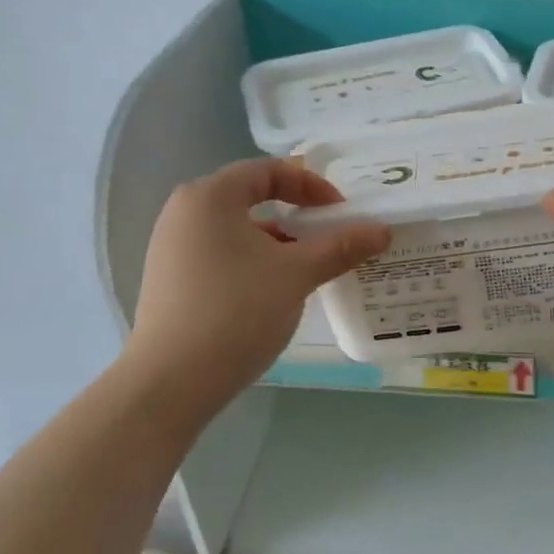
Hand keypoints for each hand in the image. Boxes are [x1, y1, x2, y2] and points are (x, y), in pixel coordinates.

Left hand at [126, 159, 389, 418]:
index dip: (311, 186)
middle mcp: (184, 212)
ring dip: (277, 242)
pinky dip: (253, 262)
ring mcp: (171, 247)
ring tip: (307, 269)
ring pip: (237, 230)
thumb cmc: (237, 311)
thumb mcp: (297, 274)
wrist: (171, 382)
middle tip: (329, 237)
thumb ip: (340, 247)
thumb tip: (382, 230)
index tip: (340, 213)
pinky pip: (220, 255)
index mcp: (210, 196)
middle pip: (251, 198)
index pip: (268, 171)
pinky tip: (273, 293)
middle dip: (296, 215)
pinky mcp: (170, 280)